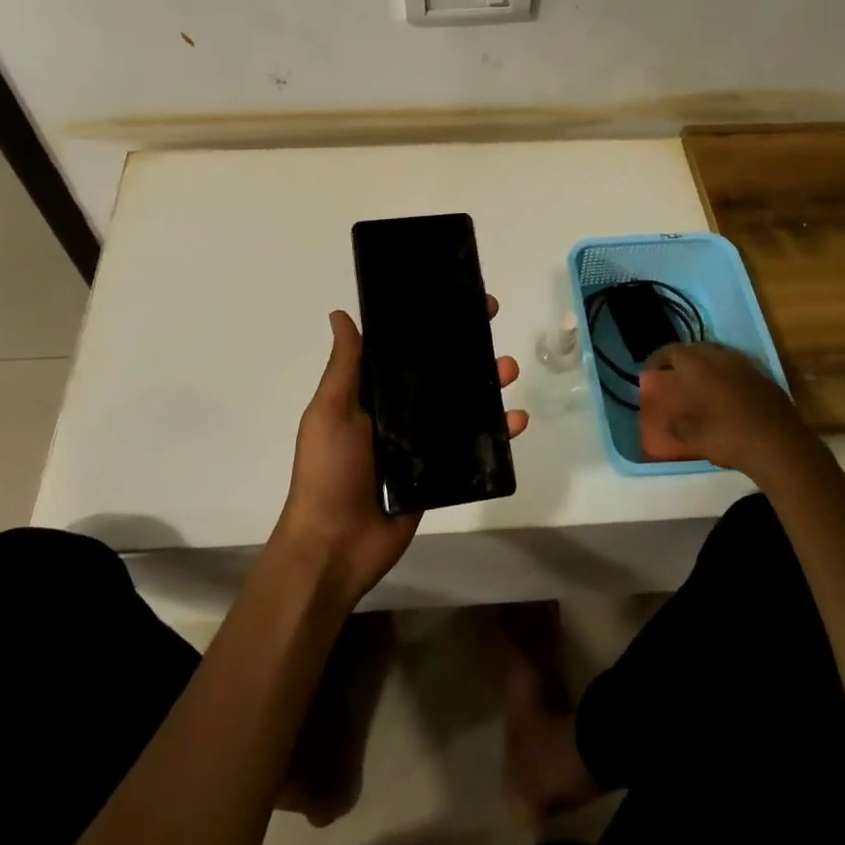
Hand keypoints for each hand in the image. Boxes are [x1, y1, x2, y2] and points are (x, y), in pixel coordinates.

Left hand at [274, 299, 527, 605]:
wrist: (335, 547)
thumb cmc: (328, 472)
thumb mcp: (330, 412)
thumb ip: (345, 367)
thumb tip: (341, 314)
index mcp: (372, 393)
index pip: (405, 349)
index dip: (430, 323)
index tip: (455, 298)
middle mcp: (399, 413)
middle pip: (441, 371)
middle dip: (467, 346)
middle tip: (492, 323)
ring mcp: (422, 443)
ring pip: (463, 404)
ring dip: (489, 383)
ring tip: (509, 369)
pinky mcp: (441, 472)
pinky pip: (474, 446)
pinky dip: (498, 433)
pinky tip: (517, 421)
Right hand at [638, 342, 802, 476]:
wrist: (781, 446)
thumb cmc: (729, 437)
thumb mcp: (694, 437)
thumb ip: (677, 427)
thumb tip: (670, 423)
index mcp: (699, 366)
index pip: (672, 351)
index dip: (658, 359)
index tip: (650, 371)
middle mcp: (722, 359)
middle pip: (696, 349)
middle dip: (683, 358)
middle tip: (674, 374)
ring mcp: (747, 366)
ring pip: (720, 356)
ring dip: (707, 365)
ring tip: (700, 382)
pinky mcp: (766, 379)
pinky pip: (739, 369)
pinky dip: (728, 376)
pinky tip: (728, 395)